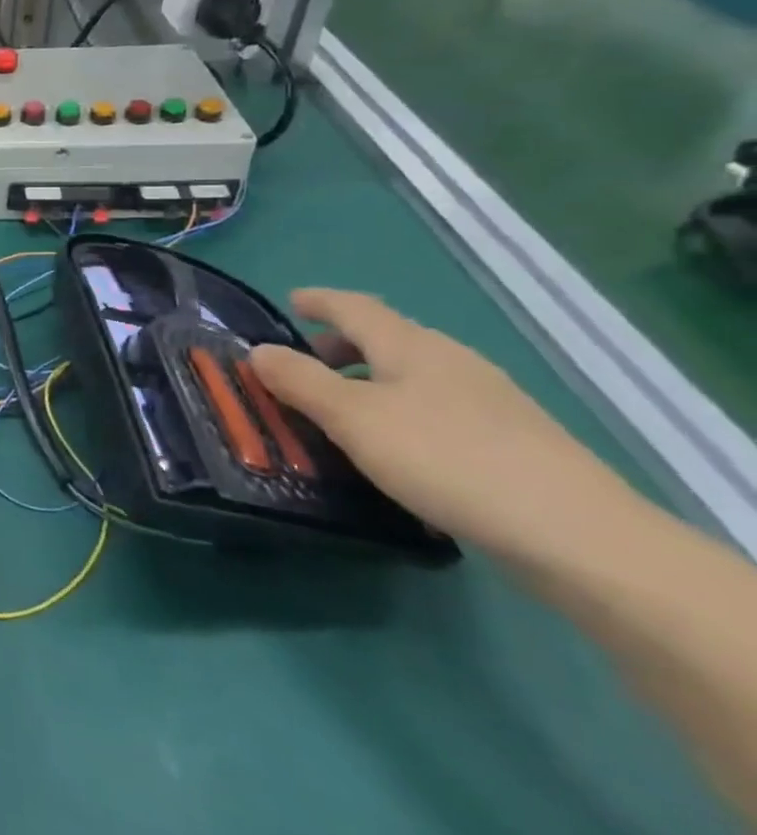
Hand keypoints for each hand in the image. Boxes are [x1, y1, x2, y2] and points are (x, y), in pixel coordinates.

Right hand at [247, 289, 631, 557]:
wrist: (574, 533)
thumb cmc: (444, 458)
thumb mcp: (352, 418)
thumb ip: (300, 381)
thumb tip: (258, 350)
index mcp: (410, 345)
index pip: (354, 307)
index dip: (319, 301)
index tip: (291, 301)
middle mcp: (451, 360)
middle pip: (386, 338)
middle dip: (341, 346)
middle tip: (304, 367)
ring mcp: (489, 399)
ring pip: (413, 375)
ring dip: (370, 381)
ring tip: (343, 412)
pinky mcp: (511, 439)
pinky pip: (437, 407)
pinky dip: (402, 410)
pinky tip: (398, 448)